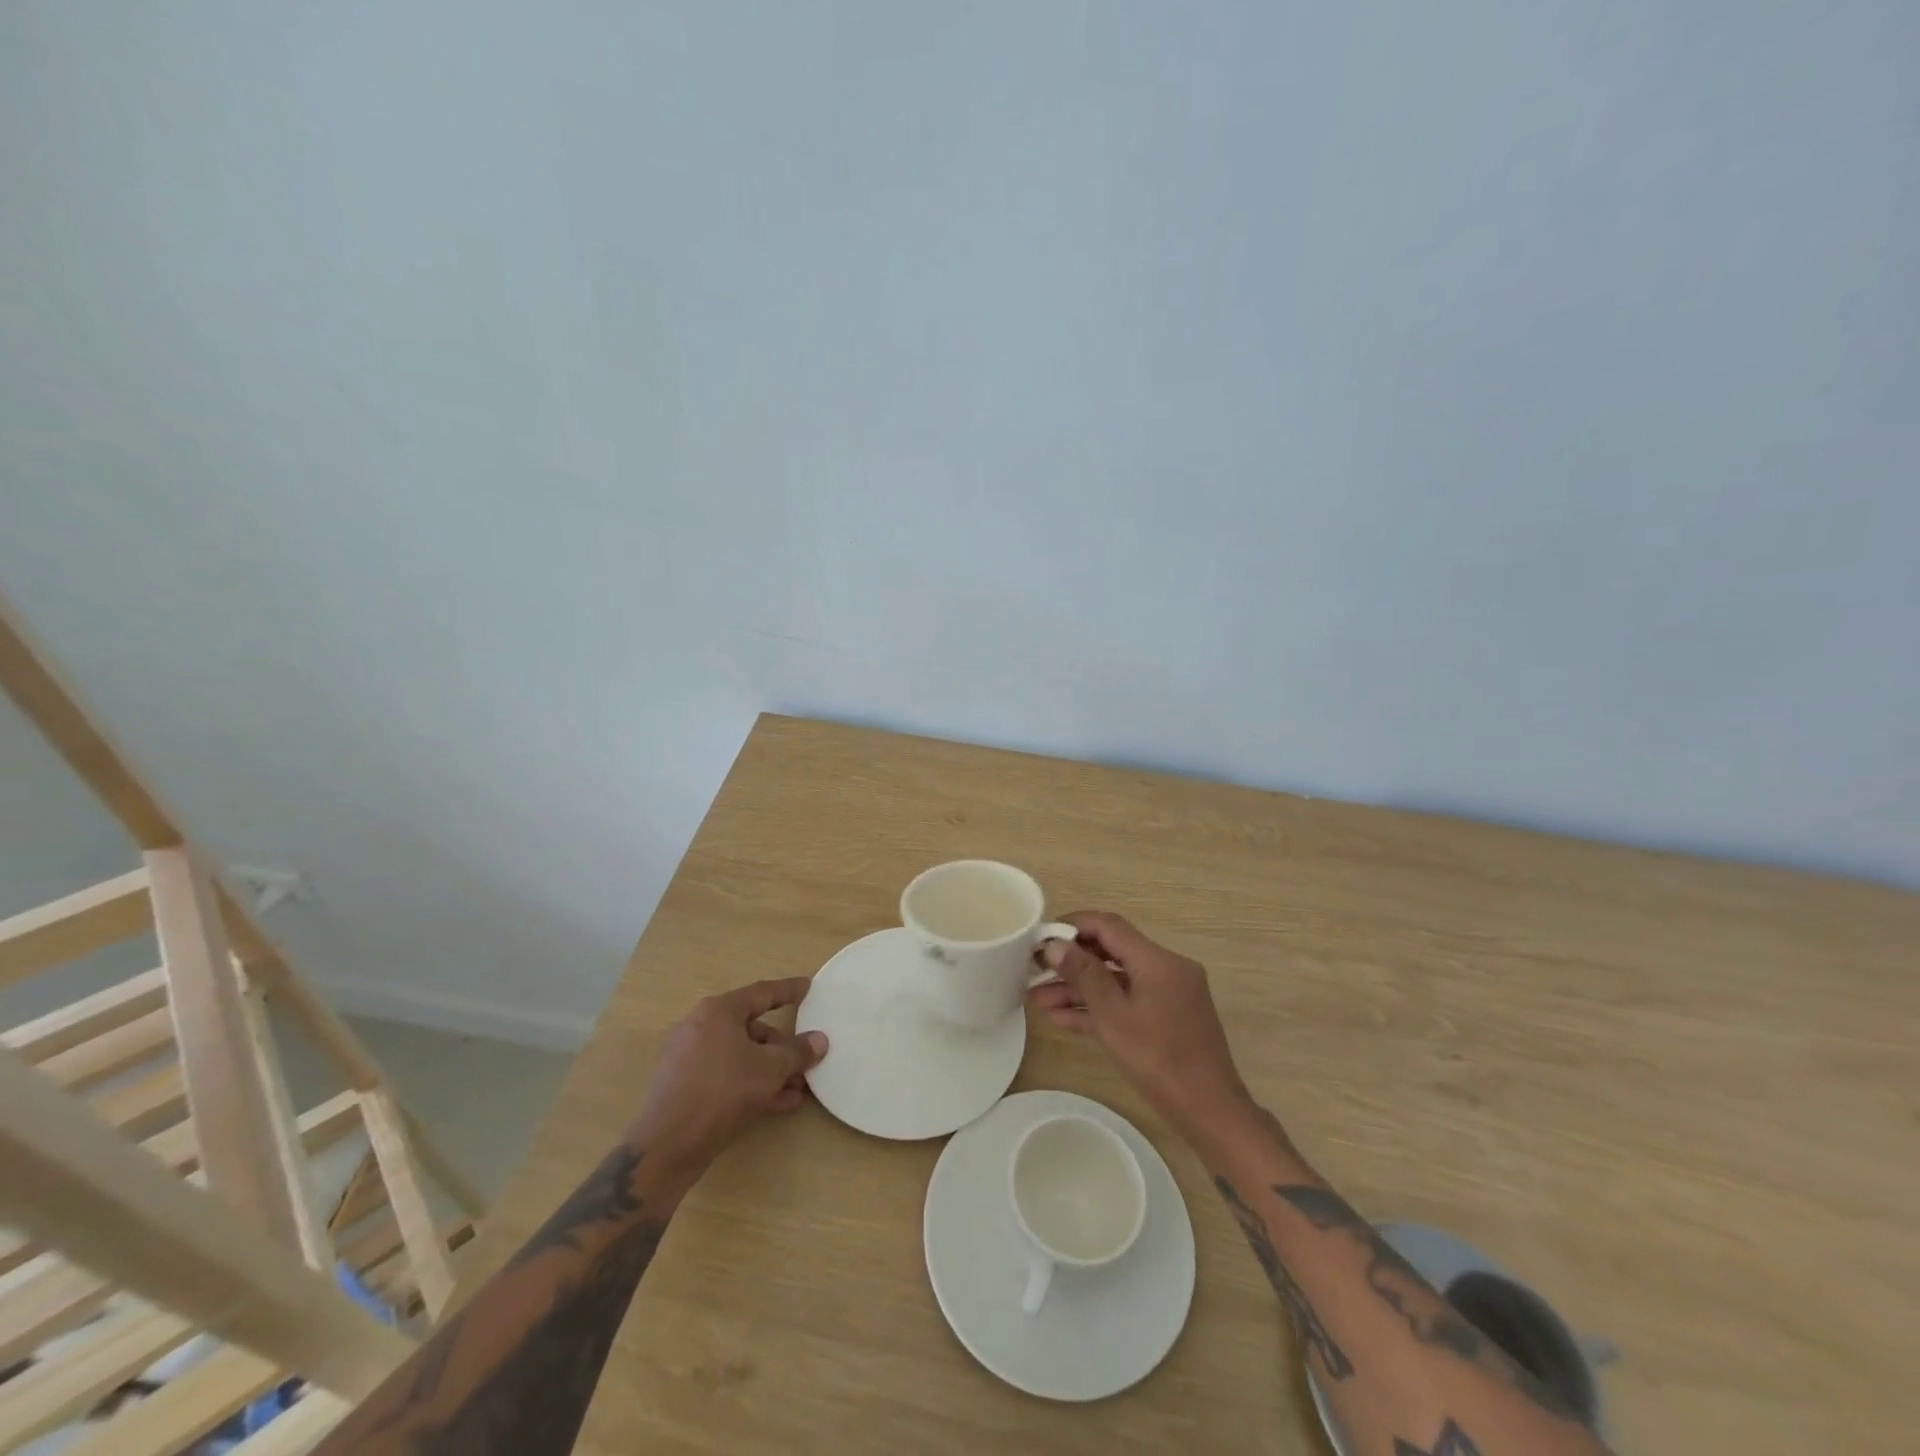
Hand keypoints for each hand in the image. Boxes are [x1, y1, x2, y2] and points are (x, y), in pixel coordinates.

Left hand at [630, 978, 827, 1171]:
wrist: (667, 1146)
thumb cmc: (722, 1091)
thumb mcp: (770, 1069)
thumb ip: (797, 1052)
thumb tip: (819, 1040)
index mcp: (718, 1011)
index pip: (761, 993)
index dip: (787, 991)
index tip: (807, 986)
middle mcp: (700, 1027)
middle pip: (752, 1029)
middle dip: (782, 1048)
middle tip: (805, 1061)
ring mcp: (689, 1058)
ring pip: (741, 1056)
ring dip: (770, 1071)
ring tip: (796, 1090)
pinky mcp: (685, 1087)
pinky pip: (727, 1076)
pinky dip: (751, 1084)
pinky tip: (777, 1104)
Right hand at [1031, 912, 1252, 1139]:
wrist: (1210, 1112)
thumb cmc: (1160, 1060)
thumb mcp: (1113, 1016)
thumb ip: (1084, 975)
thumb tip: (1055, 945)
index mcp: (1158, 960)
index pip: (1108, 926)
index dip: (1072, 926)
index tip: (1040, 938)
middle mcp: (1165, 969)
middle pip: (1111, 952)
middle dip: (1071, 962)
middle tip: (1034, 970)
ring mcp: (1167, 995)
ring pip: (1116, 981)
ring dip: (1079, 989)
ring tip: (1038, 1000)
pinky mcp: (1166, 1018)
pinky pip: (1127, 1002)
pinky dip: (1099, 1007)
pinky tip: (1062, 1018)